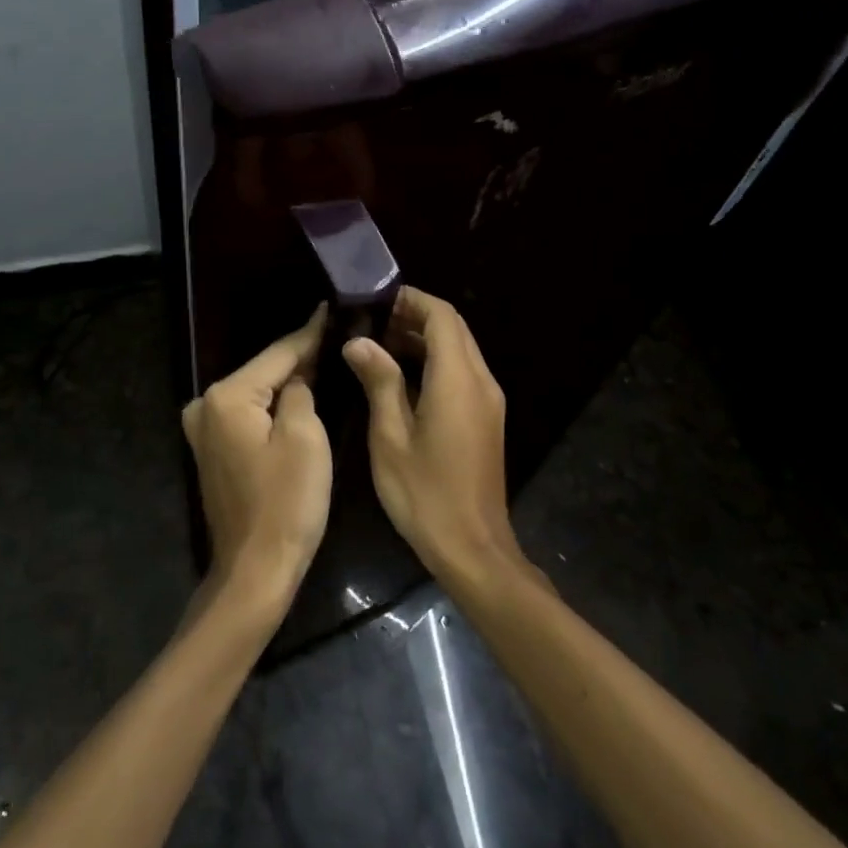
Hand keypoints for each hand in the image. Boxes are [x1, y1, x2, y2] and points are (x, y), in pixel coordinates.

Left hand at [182, 306, 331, 613]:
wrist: (255, 570)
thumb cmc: (286, 504)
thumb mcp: (305, 438)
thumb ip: (300, 391)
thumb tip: (299, 375)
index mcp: (227, 396)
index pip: (278, 354)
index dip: (310, 333)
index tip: (332, 308)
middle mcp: (205, 404)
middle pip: (263, 370)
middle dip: (300, 356)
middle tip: (337, 334)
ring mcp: (204, 428)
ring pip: (256, 392)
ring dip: (287, 380)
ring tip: (326, 356)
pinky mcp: (212, 448)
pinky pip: (249, 414)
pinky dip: (272, 405)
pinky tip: (299, 393)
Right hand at [343, 287, 523, 580]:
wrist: (473, 547)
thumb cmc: (424, 494)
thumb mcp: (390, 437)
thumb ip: (379, 382)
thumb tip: (359, 341)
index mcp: (457, 380)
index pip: (441, 316)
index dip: (410, 300)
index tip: (375, 300)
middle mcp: (481, 381)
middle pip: (454, 328)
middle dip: (415, 316)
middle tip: (371, 322)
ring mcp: (488, 400)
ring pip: (459, 349)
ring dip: (424, 338)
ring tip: (379, 345)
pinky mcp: (486, 418)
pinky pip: (462, 372)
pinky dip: (435, 361)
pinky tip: (401, 377)